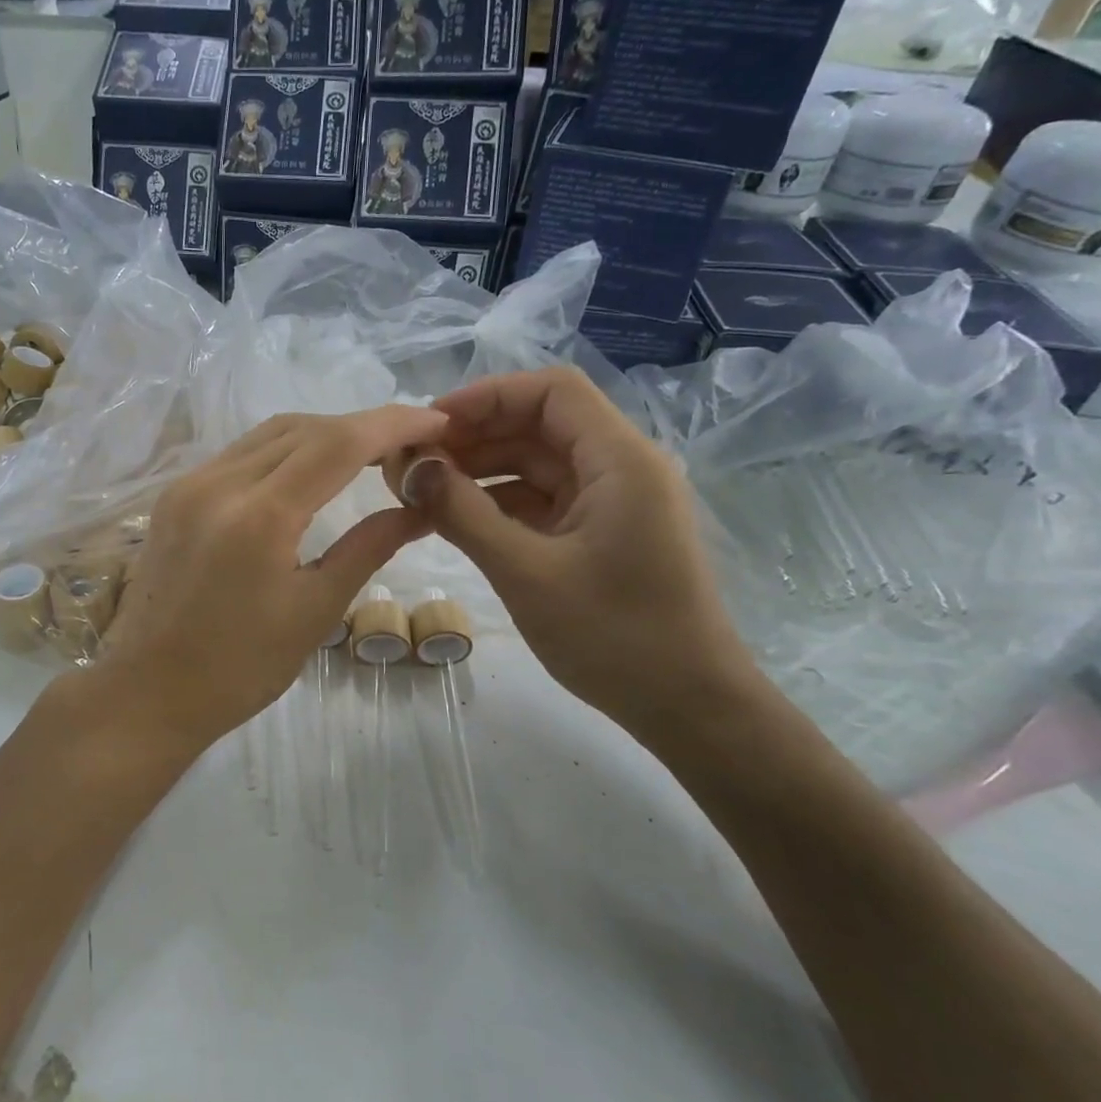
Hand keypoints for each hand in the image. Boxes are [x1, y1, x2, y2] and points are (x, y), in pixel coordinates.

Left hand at [101, 406, 447, 749]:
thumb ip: (368, 548)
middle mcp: (218, 483)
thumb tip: (420, 508)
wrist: (148, 692)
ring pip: (269, 434)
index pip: (338, 443)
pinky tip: (309, 471)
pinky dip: (285, 450)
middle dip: (362, 426)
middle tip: (409, 444)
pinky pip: (240, 453)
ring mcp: (189, 484)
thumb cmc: (240, 669)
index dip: (393, 425)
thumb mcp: (314, 610)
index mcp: (259, 516)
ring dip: (322, 433)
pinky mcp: (174, 495)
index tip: (436, 424)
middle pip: (304, 427)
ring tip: (368, 453)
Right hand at [406, 368, 761, 742]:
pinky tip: (455, 520)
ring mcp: (613, 503)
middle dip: (474, 437)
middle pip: (540, 425)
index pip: (550, 392)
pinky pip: (543, 501)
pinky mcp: (603, 534)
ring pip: (537, 464)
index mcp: (619, 461)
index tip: (430, 425)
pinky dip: (499, 504)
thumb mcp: (525, 572)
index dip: (486, 396)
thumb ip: (463, 513)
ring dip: (481, 471)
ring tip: (422, 492)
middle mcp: (621, 468)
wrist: (689, 709)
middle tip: (413, 464)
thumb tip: (411, 468)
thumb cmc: (614, 638)